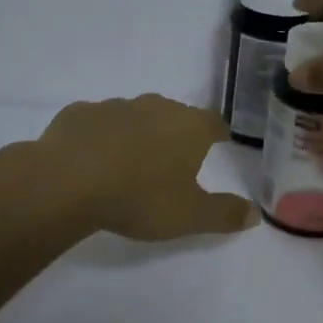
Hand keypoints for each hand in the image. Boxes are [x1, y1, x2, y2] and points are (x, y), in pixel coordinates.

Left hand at [37, 95, 257, 240]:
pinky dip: (100, 136)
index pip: (214, 123)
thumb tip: (255, 213)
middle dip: (176, 132)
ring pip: (135, 115)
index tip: (219, 144)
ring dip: (137, 133)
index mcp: (189, 127)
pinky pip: (97, 122)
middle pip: (175, 115)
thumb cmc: (140, 197)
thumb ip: (225, 214)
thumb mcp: (190, 216)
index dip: (218, 134)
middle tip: (173, 157)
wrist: (67, 180)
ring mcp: (115, 106)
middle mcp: (155, 107)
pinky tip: (92, 158)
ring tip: (131, 161)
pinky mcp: (79, 113)